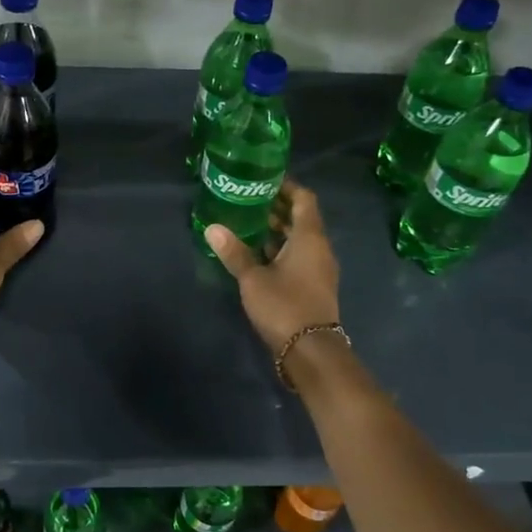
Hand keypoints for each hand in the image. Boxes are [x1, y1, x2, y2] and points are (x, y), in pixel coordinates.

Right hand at [206, 179, 340, 355]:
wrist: (311, 350)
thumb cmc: (284, 306)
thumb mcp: (253, 278)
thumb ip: (234, 252)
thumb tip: (212, 228)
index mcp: (310, 237)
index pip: (304, 199)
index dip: (287, 187)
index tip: (264, 181)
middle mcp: (320, 248)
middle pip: (302, 218)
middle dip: (278, 208)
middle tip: (248, 200)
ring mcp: (319, 268)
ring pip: (300, 239)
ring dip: (279, 230)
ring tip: (249, 224)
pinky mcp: (314, 285)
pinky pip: (299, 256)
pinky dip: (281, 249)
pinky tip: (258, 254)